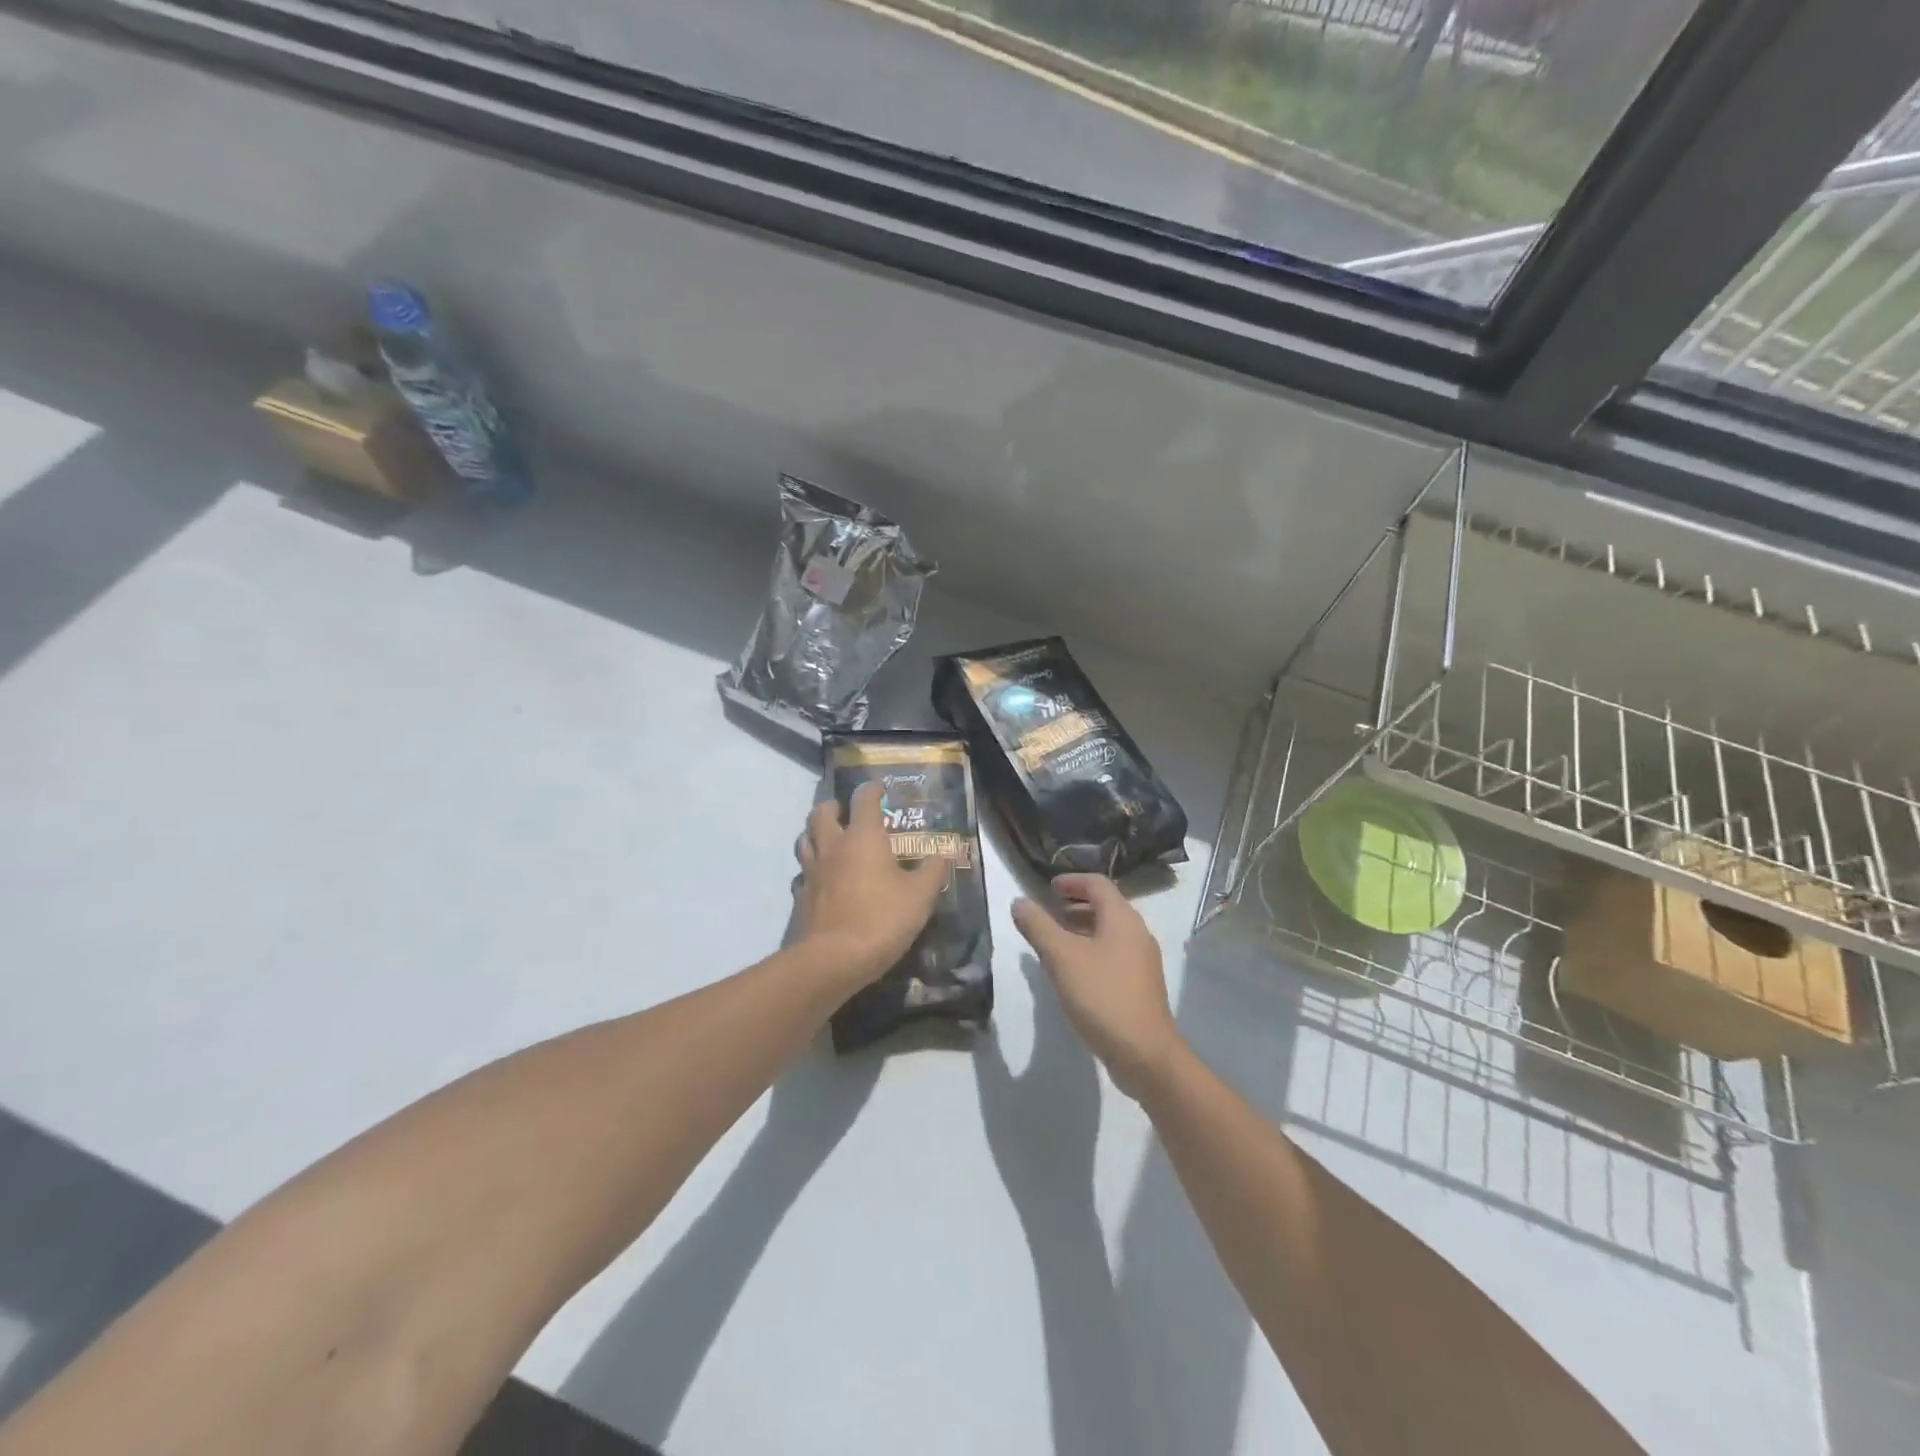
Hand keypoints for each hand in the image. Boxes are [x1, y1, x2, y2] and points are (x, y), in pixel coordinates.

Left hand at [796, 781, 948, 987]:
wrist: (833, 960)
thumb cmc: (881, 919)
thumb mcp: (920, 895)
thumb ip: (934, 870)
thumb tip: (944, 852)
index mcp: (863, 837)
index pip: (863, 799)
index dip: (872, 790)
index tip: (880, 790)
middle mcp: (833, 846)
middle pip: (822, 812)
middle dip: (834, 807)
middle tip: (847, 813)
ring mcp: (812, 871)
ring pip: (805, 840)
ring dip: (816, 834)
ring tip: (831, 842)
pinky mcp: (801, 897)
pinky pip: (803, 874)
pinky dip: (811, 871)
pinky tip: (823, 881)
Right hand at [1012, 875, 1181, 1100]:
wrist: (1144, 1053)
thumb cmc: (1102, 996)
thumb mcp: (1061, 958)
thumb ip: (1038, 926)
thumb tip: (1019, 901)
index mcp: (1122, 918)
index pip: (1097, 884)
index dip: (1071, 881)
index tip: (1048, 888)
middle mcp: (1137, 933)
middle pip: (1106, 906)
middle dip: (1075, 905)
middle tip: (1048, 913)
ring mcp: (1142, 961)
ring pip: (1109, 932)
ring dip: (1082, 929)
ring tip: (1055, 941)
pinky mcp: (1141, 985)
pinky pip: (1113, 954)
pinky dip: (1091, 950)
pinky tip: (1073, 972)